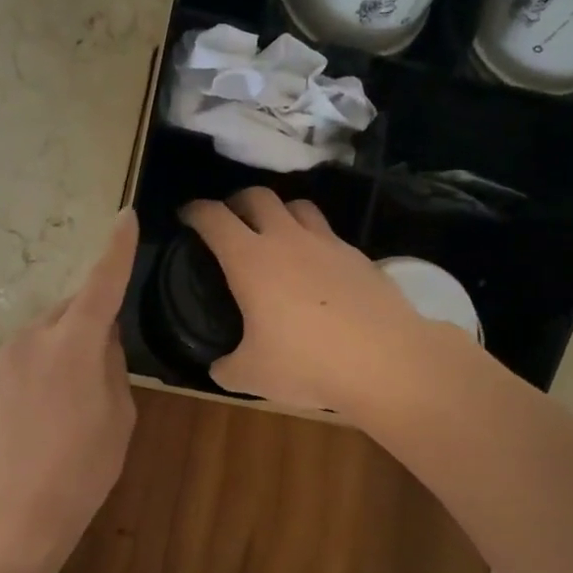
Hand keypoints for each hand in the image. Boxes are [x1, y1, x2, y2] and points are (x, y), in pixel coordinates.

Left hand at [0, 209, 138, 572]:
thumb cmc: (80, 471)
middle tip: (105, 370)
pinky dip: (44, 364)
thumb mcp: (118, 417)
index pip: (102, 284)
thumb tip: (100, 339)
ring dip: (66, 348)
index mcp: (74, 344)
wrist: (10, 515)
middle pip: (72, 310)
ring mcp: (3, 354)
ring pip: (48, 333)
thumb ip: (111, 365)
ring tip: (72, 402)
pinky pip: (26, 353)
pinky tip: (45, 409)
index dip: (116, 250)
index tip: (125, 218)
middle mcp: (33, 336)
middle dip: (92, 323)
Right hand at [180, 188, 427, 412]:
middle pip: (257, 196)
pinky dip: (312, 239)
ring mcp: (327, 243)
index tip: (187, 217)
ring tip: (273, 234)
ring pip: (297, 206)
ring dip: (278, 212)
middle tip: (229, 220)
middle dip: (237, 201)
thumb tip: (219, 367)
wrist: (385, 360)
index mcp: (250, 260)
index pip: (214, 218)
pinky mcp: (358, 256)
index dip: (195, 212)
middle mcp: (287, 240)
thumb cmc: (307, 363)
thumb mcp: (252, 376)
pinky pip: (327, 234)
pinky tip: (314, 267)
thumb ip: (226, 368)